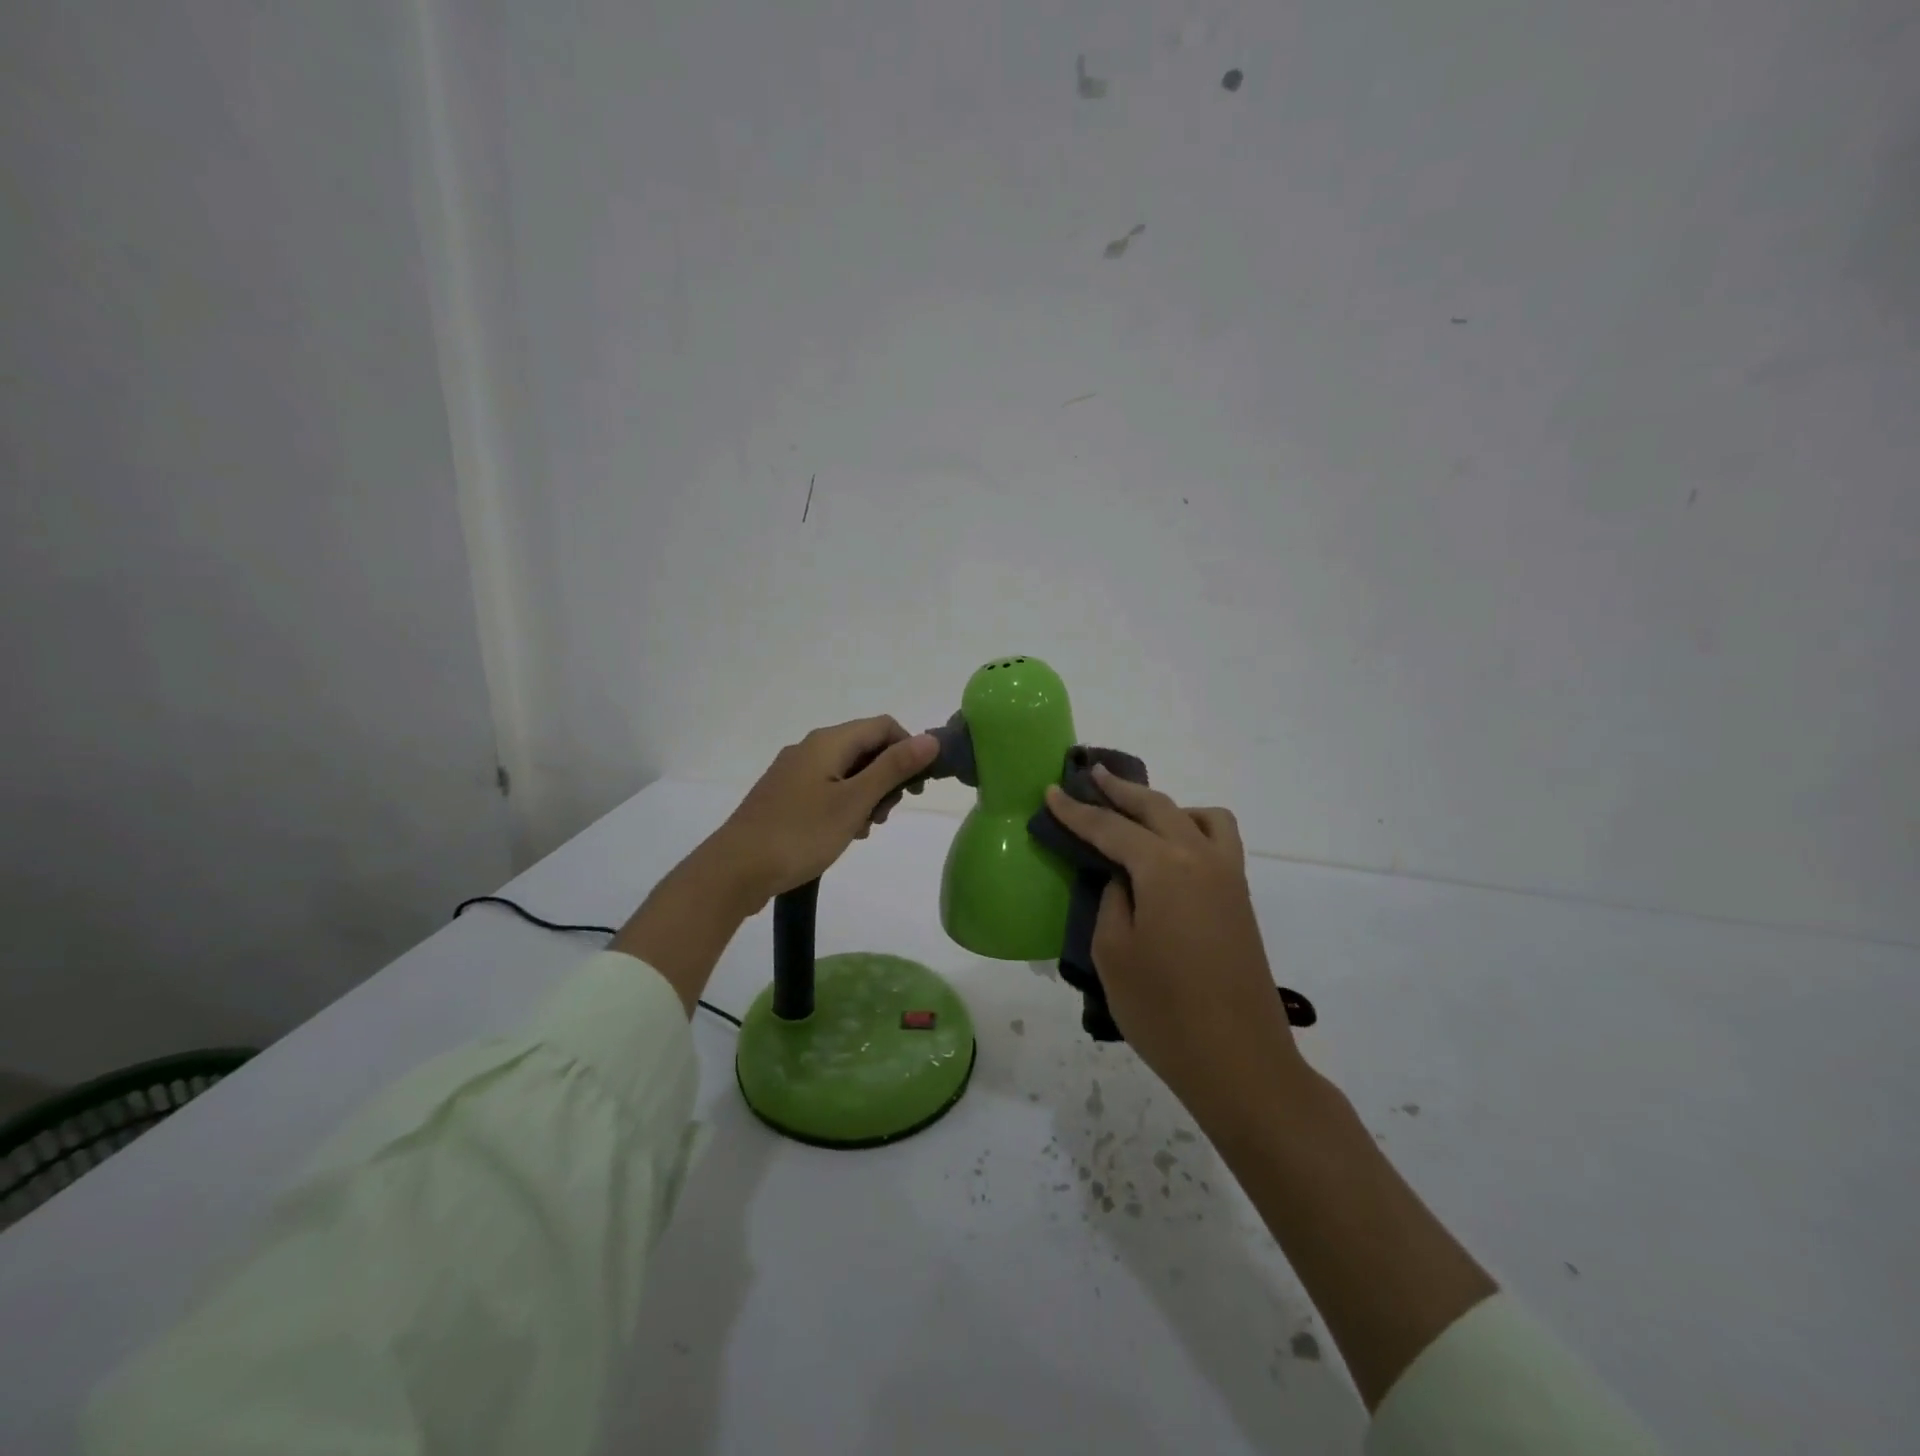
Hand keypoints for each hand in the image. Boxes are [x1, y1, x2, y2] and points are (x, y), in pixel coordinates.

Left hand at [709, 716, 937, 902]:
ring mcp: (794, 772)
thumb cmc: (800, 834)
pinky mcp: (785, 795)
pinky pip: (827, 789)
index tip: (916, 788)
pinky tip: (843, 834)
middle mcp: (810, 748)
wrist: (735, 870)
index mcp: (828, 742)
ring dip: (867, 795)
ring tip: (864, 829)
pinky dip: (844, 805)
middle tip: (885, 815)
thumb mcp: (854, 802)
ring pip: (847, 771)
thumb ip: (893, 768)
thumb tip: (931, 739)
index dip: (909, 750)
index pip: (883, 726)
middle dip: (887, 777)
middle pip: (865, 748)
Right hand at [1043, 769, 1305, 1118]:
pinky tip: (1171, 855)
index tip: (1051, 791)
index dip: (1076, 811)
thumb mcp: (1113, 953)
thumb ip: (1112, 901)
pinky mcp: (1240, 900)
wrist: (1240, 1061)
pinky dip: (1192, 829)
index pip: (1111, 828)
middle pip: (1157, 807)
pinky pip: (1218, 841)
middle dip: (1120, 790)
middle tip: (1091, 775)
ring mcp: (1228, 877)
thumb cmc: (1164, 1011)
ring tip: (1137, 816)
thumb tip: (1122, 880)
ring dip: (1165, 806)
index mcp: (1165, 867)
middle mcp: (1201, 858)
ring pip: (1199, 817)